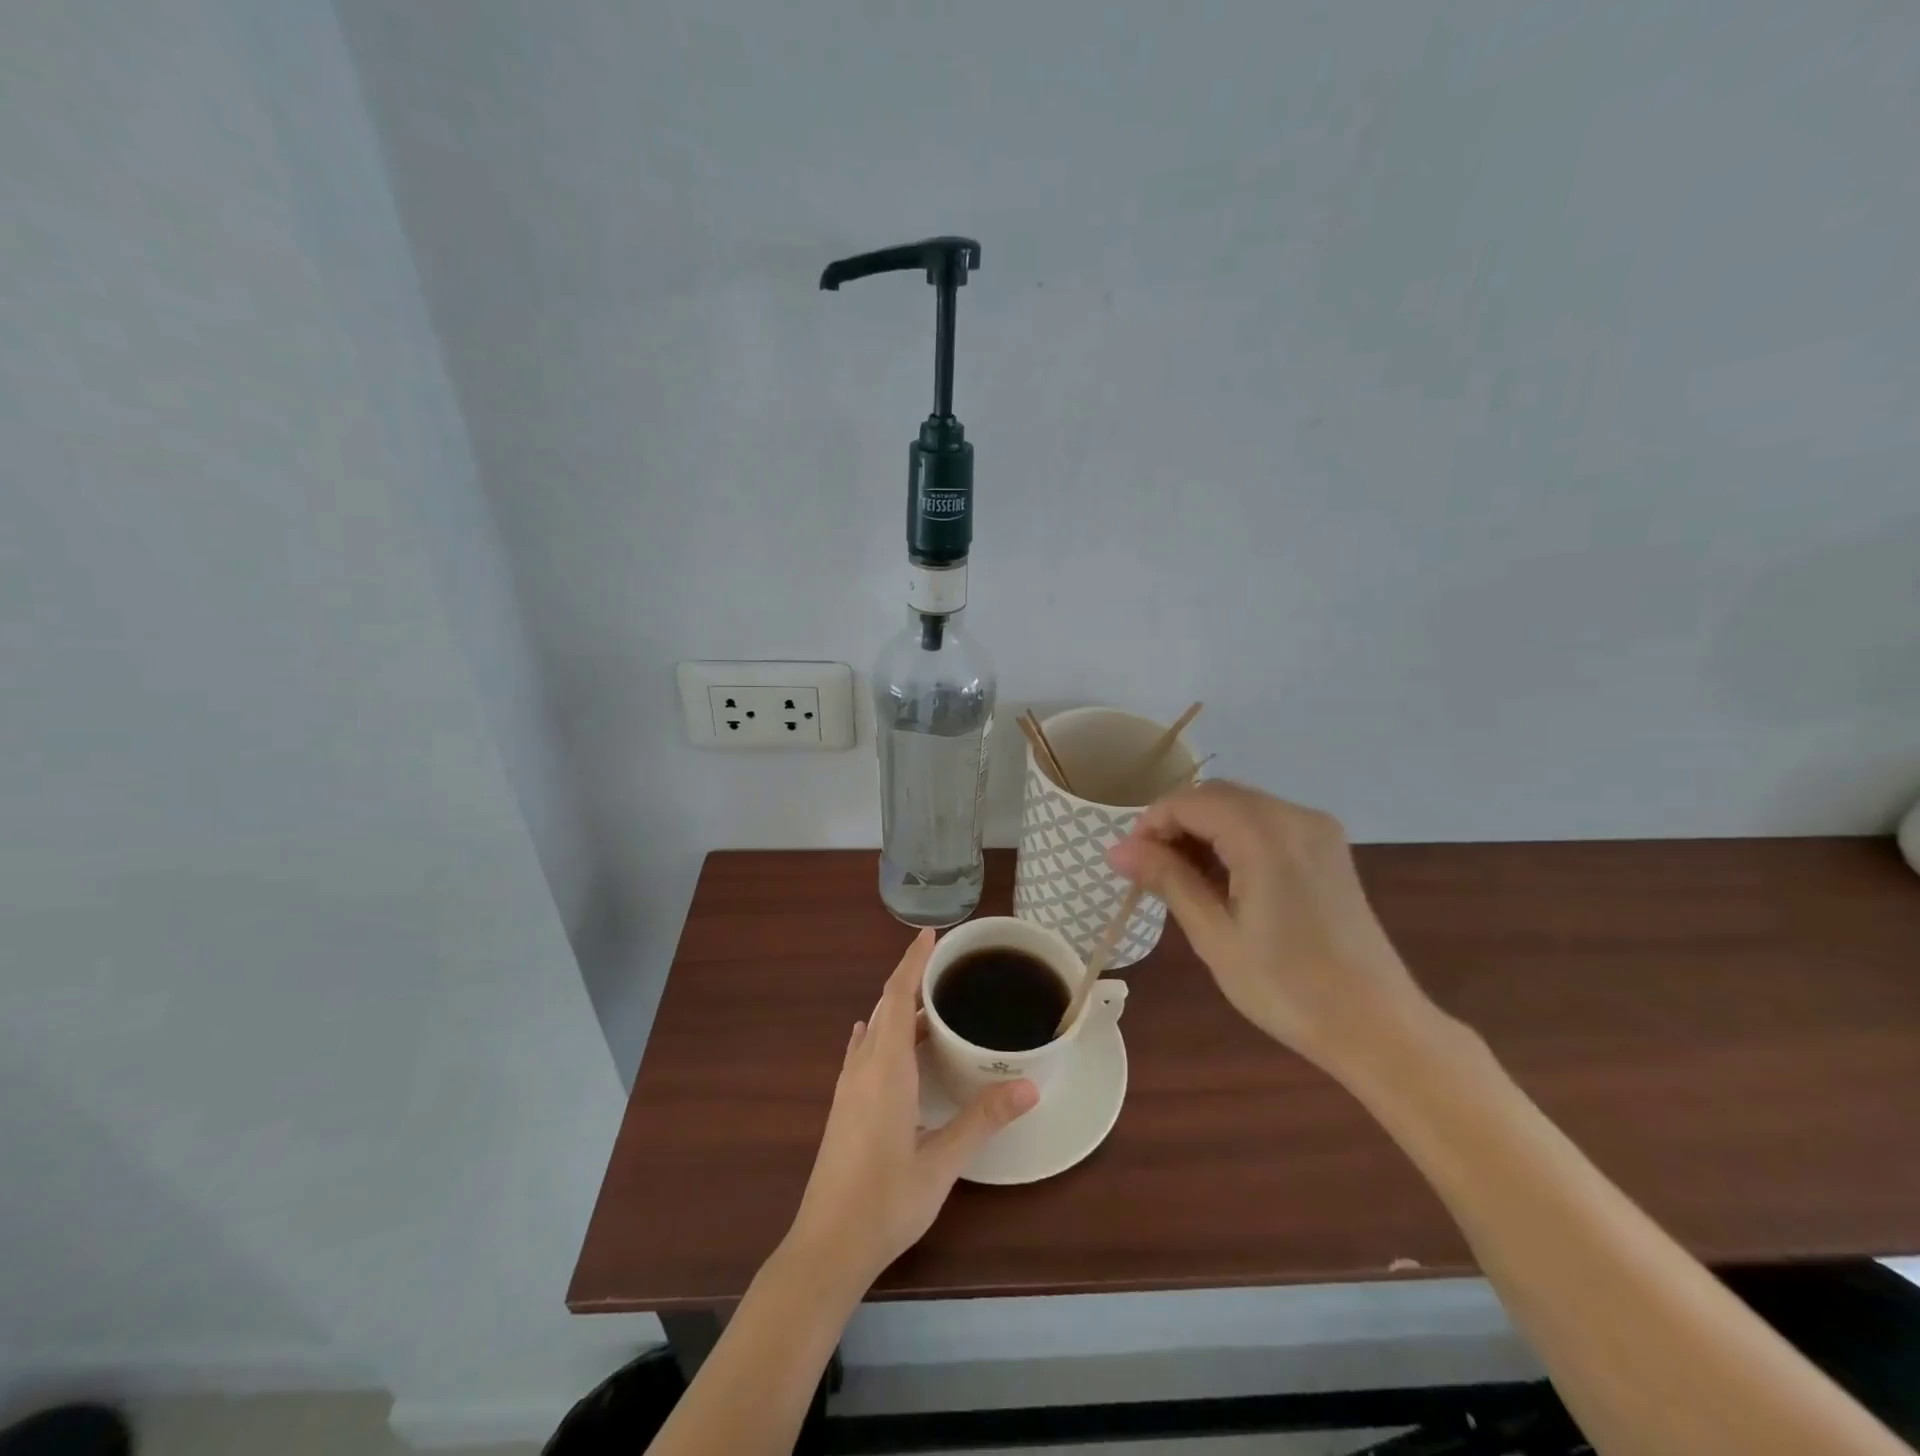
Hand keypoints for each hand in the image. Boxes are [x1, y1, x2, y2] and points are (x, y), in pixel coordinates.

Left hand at [783, 930, 1037, 1292]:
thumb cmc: (886, 1201)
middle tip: (943, 964)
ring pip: (874, 1030)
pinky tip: (881, 1037)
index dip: (913, 961)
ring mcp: (848, 1087)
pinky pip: (863, 1052)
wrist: (826, 1246)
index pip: (897, 996)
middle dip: (910, 978)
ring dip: (897, 1008)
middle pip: (885, 1007)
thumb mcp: (942, 1162)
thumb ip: (983, 1120)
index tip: (929, 933)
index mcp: (885, 1069)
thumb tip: (1028, 1086)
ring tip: (928, 1000)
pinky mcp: (843, 1106)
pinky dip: (879, 1033)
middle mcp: (863, 1068)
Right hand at [1108, 781, 1432, 1075]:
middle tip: (1151, 872)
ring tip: (1183, 880)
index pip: (1190, 801)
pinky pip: (1266, 823)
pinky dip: (1234, 838)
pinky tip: (1224, 879)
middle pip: (1216, 795)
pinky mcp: (1328, 848)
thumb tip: (1117, 849)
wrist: (1377, 1026)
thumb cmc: (1288, 988)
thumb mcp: (1215, 936)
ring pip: (1240, 807)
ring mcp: (1317, 830)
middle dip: (1176, 824)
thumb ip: (1167, 879)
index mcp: (1265, 835)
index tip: (1130, 863)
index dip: (1151, 824)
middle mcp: (1295, 817)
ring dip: (1204, 830)